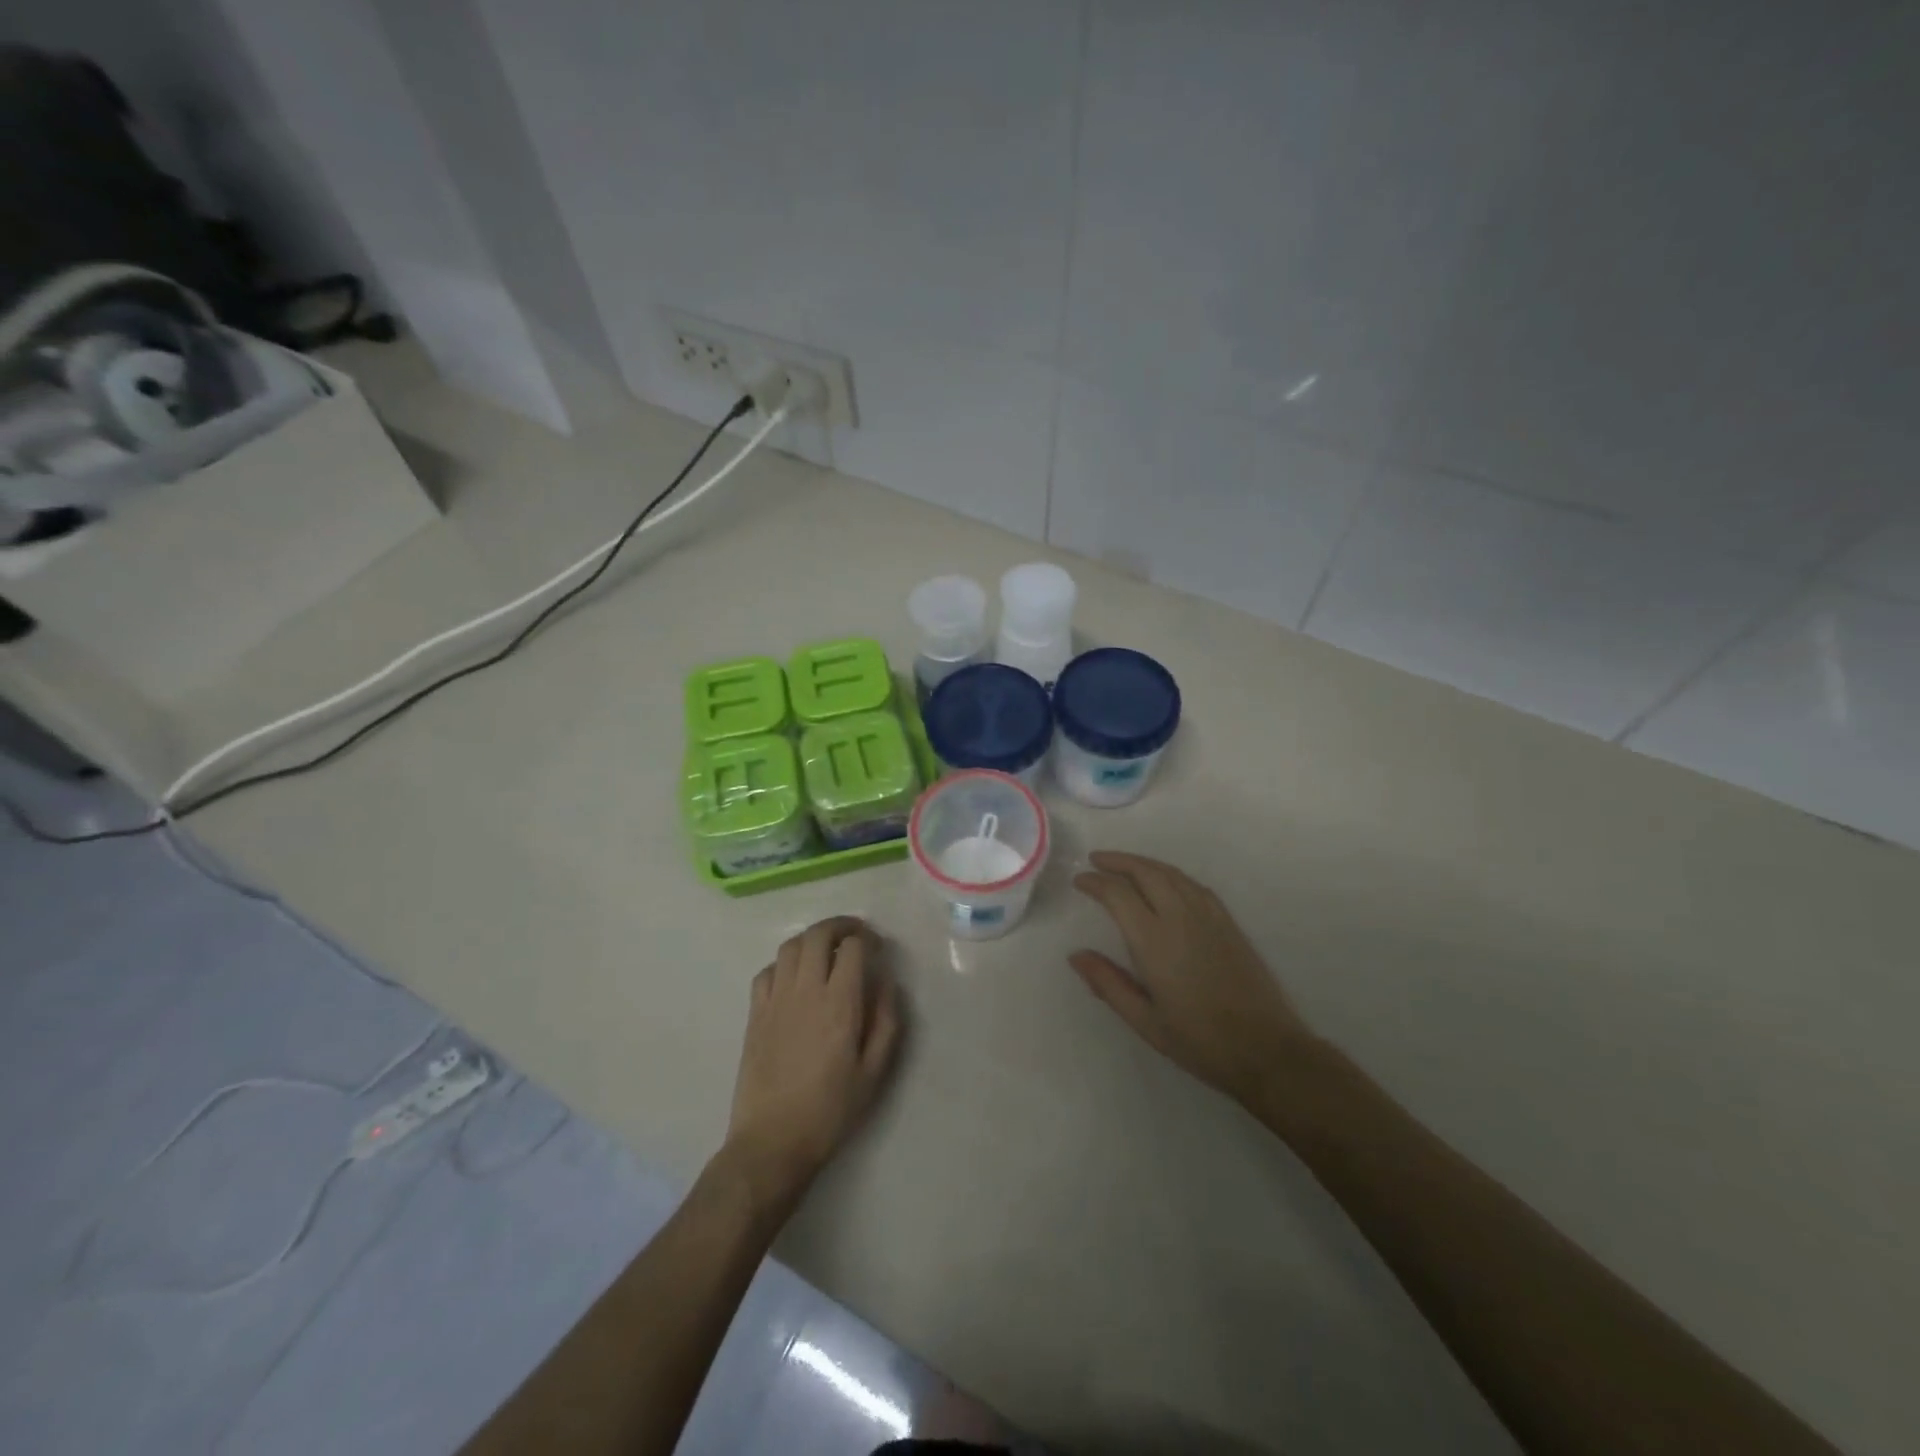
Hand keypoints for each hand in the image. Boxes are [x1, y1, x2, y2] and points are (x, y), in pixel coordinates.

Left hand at [725, 917, 902, 1206]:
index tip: (878, 949)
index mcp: (839, 1003)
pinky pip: (766, 971)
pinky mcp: (754, 1014)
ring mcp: (775, 1000)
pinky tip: (795, 977)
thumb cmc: (830, 1110)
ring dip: (812, 939)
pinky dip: (784, 963)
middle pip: (818, 935)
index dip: (868, 940)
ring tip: (827, 949)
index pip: (852, 948)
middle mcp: (805, 991)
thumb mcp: (874, 1072)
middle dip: (840, 926)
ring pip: (790, 946)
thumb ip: (886, 1020)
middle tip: (856, 935)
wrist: (773, 1141)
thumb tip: (886, 982)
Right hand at [1071, 852, 1315, 1106]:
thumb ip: (1108, 984)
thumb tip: (1076, 956)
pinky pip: (1194, 885)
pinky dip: (1171, 875)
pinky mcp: (1228, 922)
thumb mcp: (1145, 1021)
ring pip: (1171, 873)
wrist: (1265, 1049)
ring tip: (1124, 865)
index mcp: (1154, 941)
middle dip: (1118, 861)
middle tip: (1096, 860)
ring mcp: (1208, 917)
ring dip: (1143, 863)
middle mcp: (1180, 918)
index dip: (1096, 882)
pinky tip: (1166, 882)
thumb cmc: (1199, 1041)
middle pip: (1145, 872)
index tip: (1080, 881)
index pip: (1118, 894)